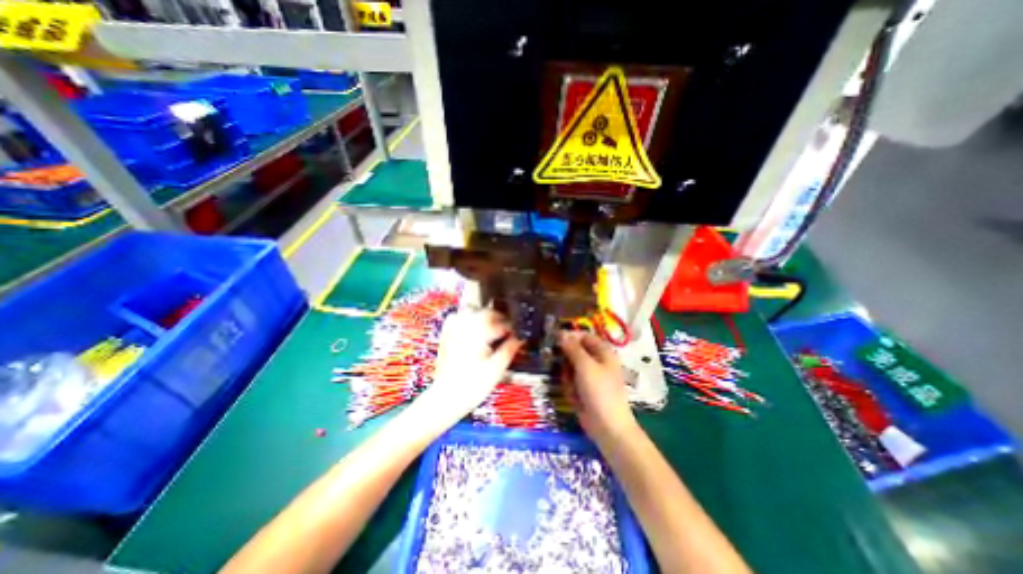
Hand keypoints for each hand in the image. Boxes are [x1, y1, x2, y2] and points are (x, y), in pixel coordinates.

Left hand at [418, 309, 521, 425]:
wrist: (447, 397)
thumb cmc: (473, 385)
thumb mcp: (497, 368)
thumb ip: (510, 349)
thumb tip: (520, 338)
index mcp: (478, 331)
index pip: (501, 323)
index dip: (513, 329)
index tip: (519, 335)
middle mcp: (465, 324)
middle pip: (488, 312)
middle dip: (500, 320)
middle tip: (509, 332)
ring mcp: (454, 327)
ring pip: (474, 311)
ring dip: (486, 317)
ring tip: (494, 330)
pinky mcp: (447, 332)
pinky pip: (460, 316)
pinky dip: (470, 318)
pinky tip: (475, 329)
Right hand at [555, 329, 637, 441]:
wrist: (607, 426)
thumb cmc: (600, 391)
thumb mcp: (585, 366)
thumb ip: (572, 348)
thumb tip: (561, 332)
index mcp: (603, 352)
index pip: (584, 336)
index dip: (570, 336)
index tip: (555, 339)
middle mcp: (597, 361)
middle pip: (575, 351)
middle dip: (566, 359)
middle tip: (563, 367)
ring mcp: (590, 376)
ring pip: (570, 367)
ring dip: (567, 375)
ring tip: (572, 386)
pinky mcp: (583, 389)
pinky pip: (571, 381)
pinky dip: (570, 387)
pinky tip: (574, 396)